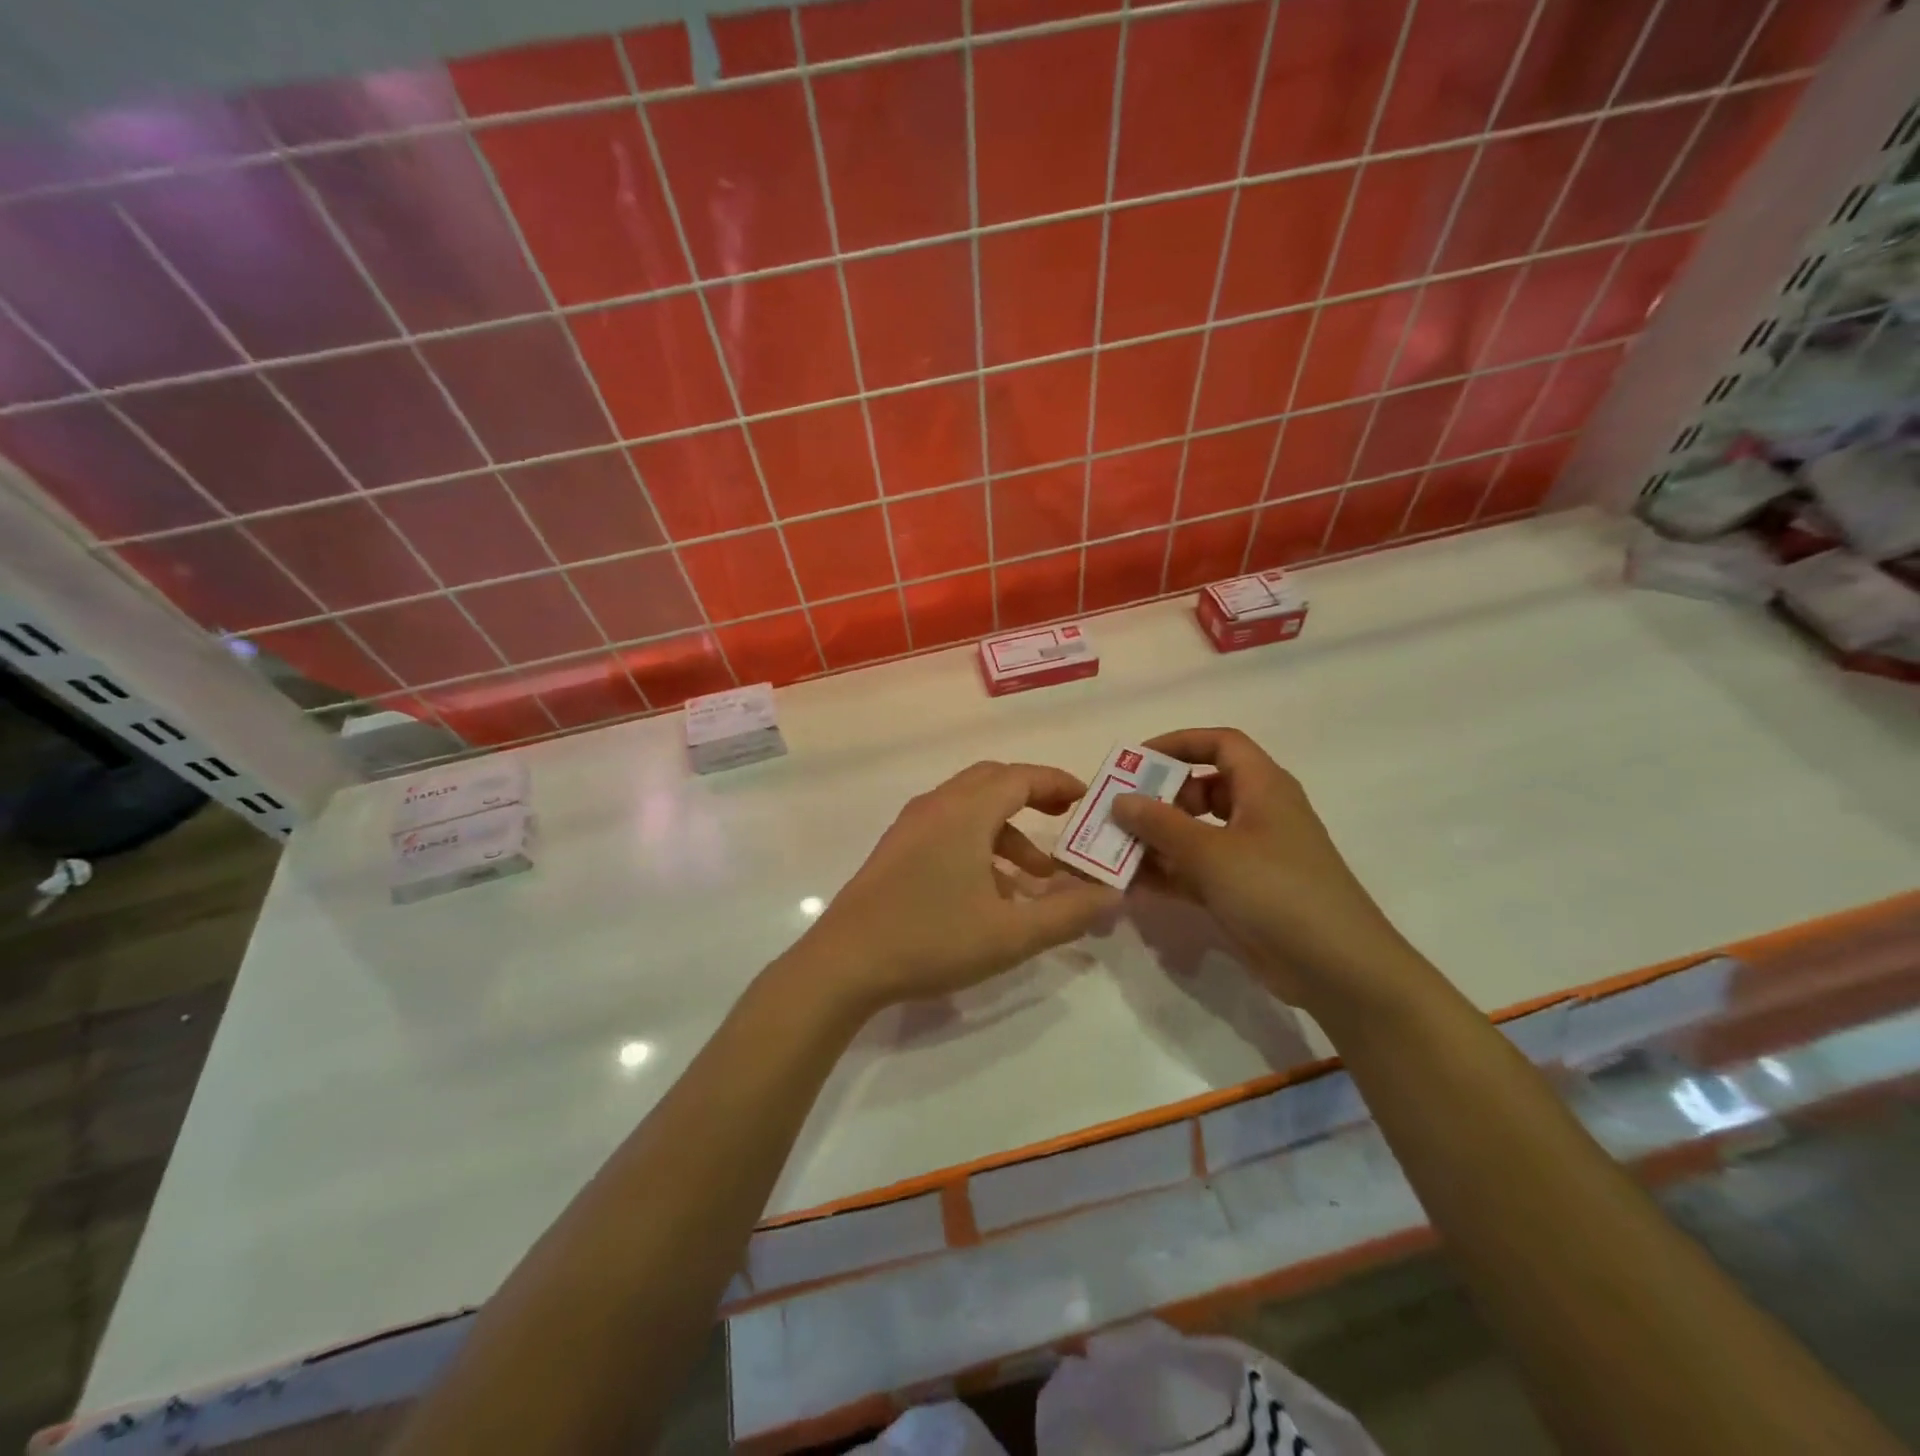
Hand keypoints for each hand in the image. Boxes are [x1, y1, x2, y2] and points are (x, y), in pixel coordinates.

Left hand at [794, 761, 1119, 1016]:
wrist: (845, 962)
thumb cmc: (931, 939)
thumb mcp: (1010, 934)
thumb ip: (1067, 914)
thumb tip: (1112, 895)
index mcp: (965, 812)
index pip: (1020, 777)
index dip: (1057, 782)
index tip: (1086, 799)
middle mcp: (936, 806)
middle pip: (993, 782)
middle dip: (1033, 796)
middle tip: (1065, 820)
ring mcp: (911, 826)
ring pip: (969, 808)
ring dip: (1007, 830)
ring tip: (1034, 877)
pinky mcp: (896, 849)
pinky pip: (948, 828)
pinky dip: (978, 843)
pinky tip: (990, 891)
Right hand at [1110, 728, 1433, 1018]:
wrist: (1337, 968)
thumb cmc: (1276, 891)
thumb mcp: (1210, 852)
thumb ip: (1160, 824)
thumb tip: (1120, 800)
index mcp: (1263, 787)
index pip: (1220, 744)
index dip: (1179, 744)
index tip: (1137, 760)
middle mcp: (1258, 813)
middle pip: (1203, 789)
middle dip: (1159, 797)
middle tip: (1119, 811)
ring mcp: (1252, 855)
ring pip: (1197, 832)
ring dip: (1158, 838)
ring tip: (1115, 848)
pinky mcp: (1244, 892)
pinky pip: (1198, 870)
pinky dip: (1169, 872)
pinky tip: (1132, 883)